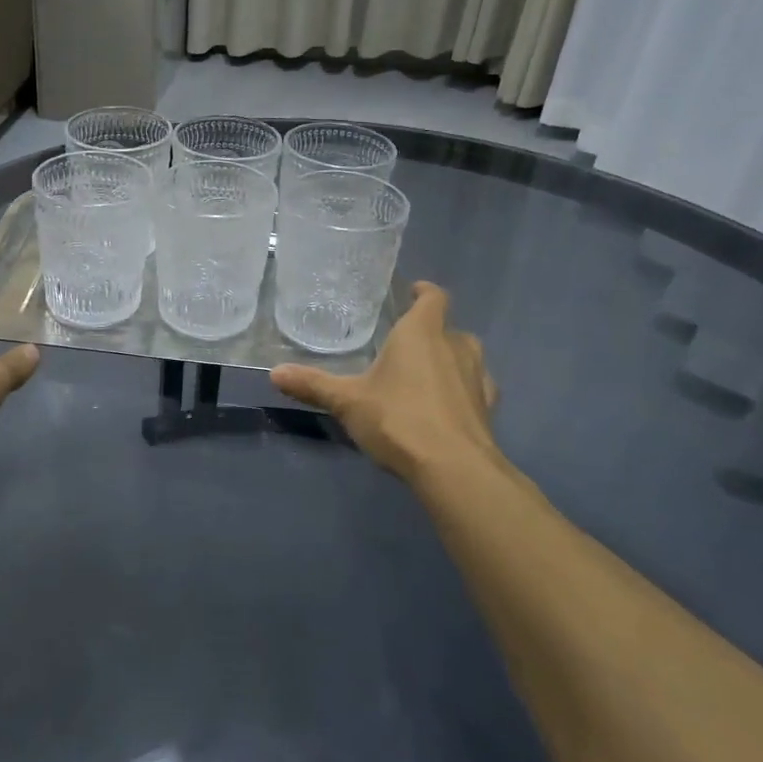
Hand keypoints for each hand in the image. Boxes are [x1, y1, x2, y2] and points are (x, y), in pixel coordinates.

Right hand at [271, 282, 503, 481]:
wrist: (454, 469)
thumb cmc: (399, 420)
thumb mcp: (347, 402)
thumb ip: (313, 385)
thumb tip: (274, 373)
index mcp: (422, 333)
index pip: (433, 298)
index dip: (424, 292)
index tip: (413, 292)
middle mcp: (455, 347)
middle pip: (448, 328)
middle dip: (430, 331)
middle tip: (404, 344)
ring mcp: (477, 377)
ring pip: (466, 356)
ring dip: (449, 359)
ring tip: (424, 374)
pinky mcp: (488, 408)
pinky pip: (475, 387)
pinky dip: (461, 390)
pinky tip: (445, 406)